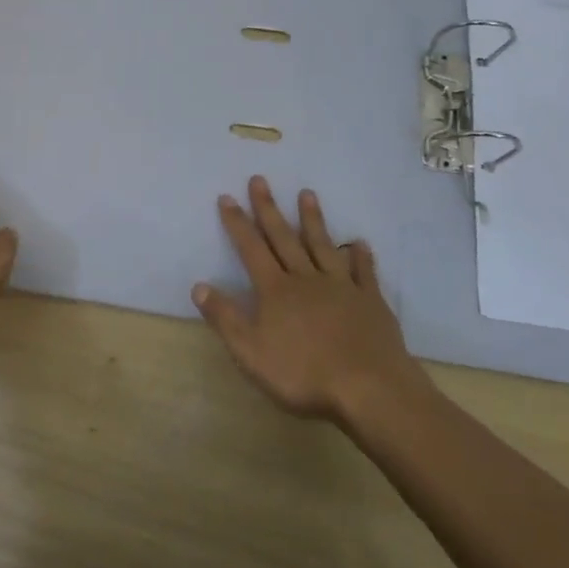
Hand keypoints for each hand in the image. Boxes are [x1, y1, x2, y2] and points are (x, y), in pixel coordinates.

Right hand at [194, 177, 418, 423]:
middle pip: (284, 238)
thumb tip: (198, 286)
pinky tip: (359, 243)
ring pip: (323, 246)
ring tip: (307, 193)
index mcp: (276, 290)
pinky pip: (363, 272)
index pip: (251, 249)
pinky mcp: (370, 301)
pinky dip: (360, 256)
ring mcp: (341, 287)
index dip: (237, 223)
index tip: (227, 197)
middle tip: (260, 179)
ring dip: (313, 220)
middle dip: (269, 208)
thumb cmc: (304, 374)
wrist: (369, 388)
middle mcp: (306, 279)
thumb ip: (225, 317)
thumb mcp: (251, 352)